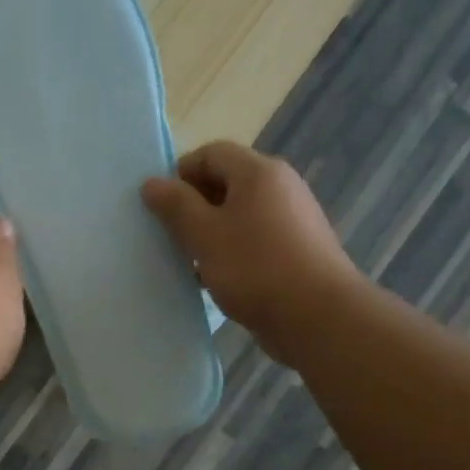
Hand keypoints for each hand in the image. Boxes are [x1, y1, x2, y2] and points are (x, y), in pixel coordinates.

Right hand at [142, 142, 357, 364]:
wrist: (318, 316)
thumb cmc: (255, 268)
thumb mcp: (204, 235)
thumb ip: (176, 206)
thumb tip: (152, 183)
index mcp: (259, 172)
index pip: (210, 153)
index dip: (180, 173)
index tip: (159, 206)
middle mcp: (280, 186)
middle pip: (226, 181)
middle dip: (193, 205)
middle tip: (169, 235)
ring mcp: (292, 218)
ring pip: (239, 214)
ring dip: (210, 231)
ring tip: (188, 260)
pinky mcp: (296, 249)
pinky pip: (254, 239)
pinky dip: (231, 250)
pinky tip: (215, 278)